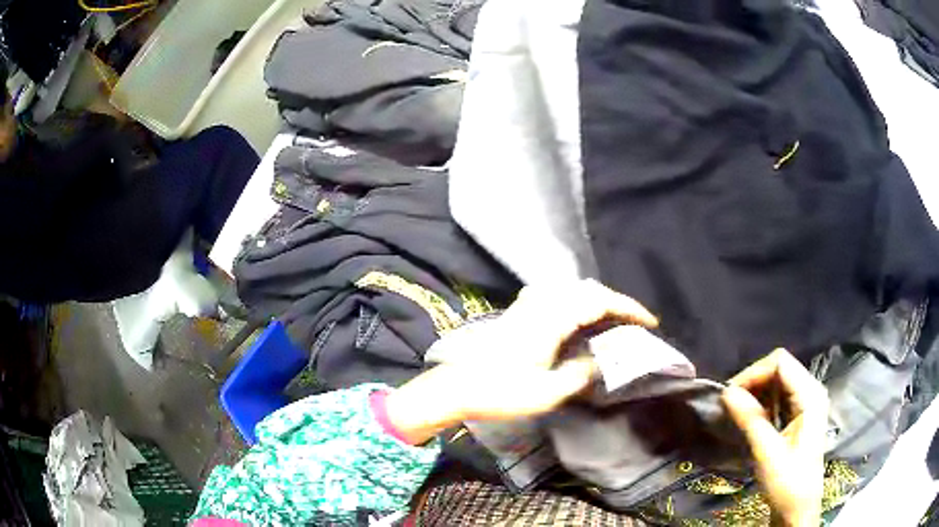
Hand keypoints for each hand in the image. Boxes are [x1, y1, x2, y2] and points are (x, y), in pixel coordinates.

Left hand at [385, 279, 657, 443]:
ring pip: (570, 288)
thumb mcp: (546, 393)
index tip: (649, 321)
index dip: (627, 308)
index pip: (598, 302)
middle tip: (632, 323)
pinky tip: (575, 315)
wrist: (456, 388)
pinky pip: (554, 294)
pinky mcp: (518, 313)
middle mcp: (540, 305)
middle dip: (615, 302)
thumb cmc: (500, 392)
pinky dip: (574, 299)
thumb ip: (579, 374)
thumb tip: (600, 362)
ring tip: (610, 319)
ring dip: (595, 298)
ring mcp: (526, 306)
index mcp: (551, 320)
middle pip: (586, 289)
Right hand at [722, 349, 828, 526]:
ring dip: (757, 392)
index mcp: (810, 396)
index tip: (730, 395)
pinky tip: (752, 418)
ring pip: (779, 380)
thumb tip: (726, 393)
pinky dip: (763, 402)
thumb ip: (750, 420)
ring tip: (738, 412)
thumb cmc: (787, 482)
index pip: (781, 363)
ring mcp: (808, 401)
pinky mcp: (801, 412)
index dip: (754, 373)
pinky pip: (780, 394)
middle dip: (753, 381)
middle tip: (730, 405)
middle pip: (780, 368)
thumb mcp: (767, 453)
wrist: (798, 507)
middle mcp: (812, 390)